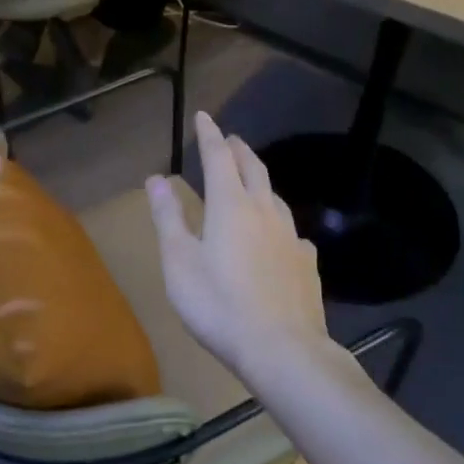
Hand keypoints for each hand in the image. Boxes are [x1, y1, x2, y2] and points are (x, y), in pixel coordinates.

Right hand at [146, 112, 329, 384]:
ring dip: (260, 180)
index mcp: (231, 206)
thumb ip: (168, 217)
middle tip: (229, 138)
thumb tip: (156, 178)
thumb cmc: (218, 305)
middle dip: (238, 149)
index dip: (208, 135)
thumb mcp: (179, 262)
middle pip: (253, 168)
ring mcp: (291, 236)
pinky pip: (290, 230)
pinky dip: (277, 220)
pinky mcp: (307, 262)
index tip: (203, 116)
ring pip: (275, 196)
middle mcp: (265, 211)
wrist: (282, 348)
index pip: (218, 158)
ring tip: (250, 179)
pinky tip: (278, 236)